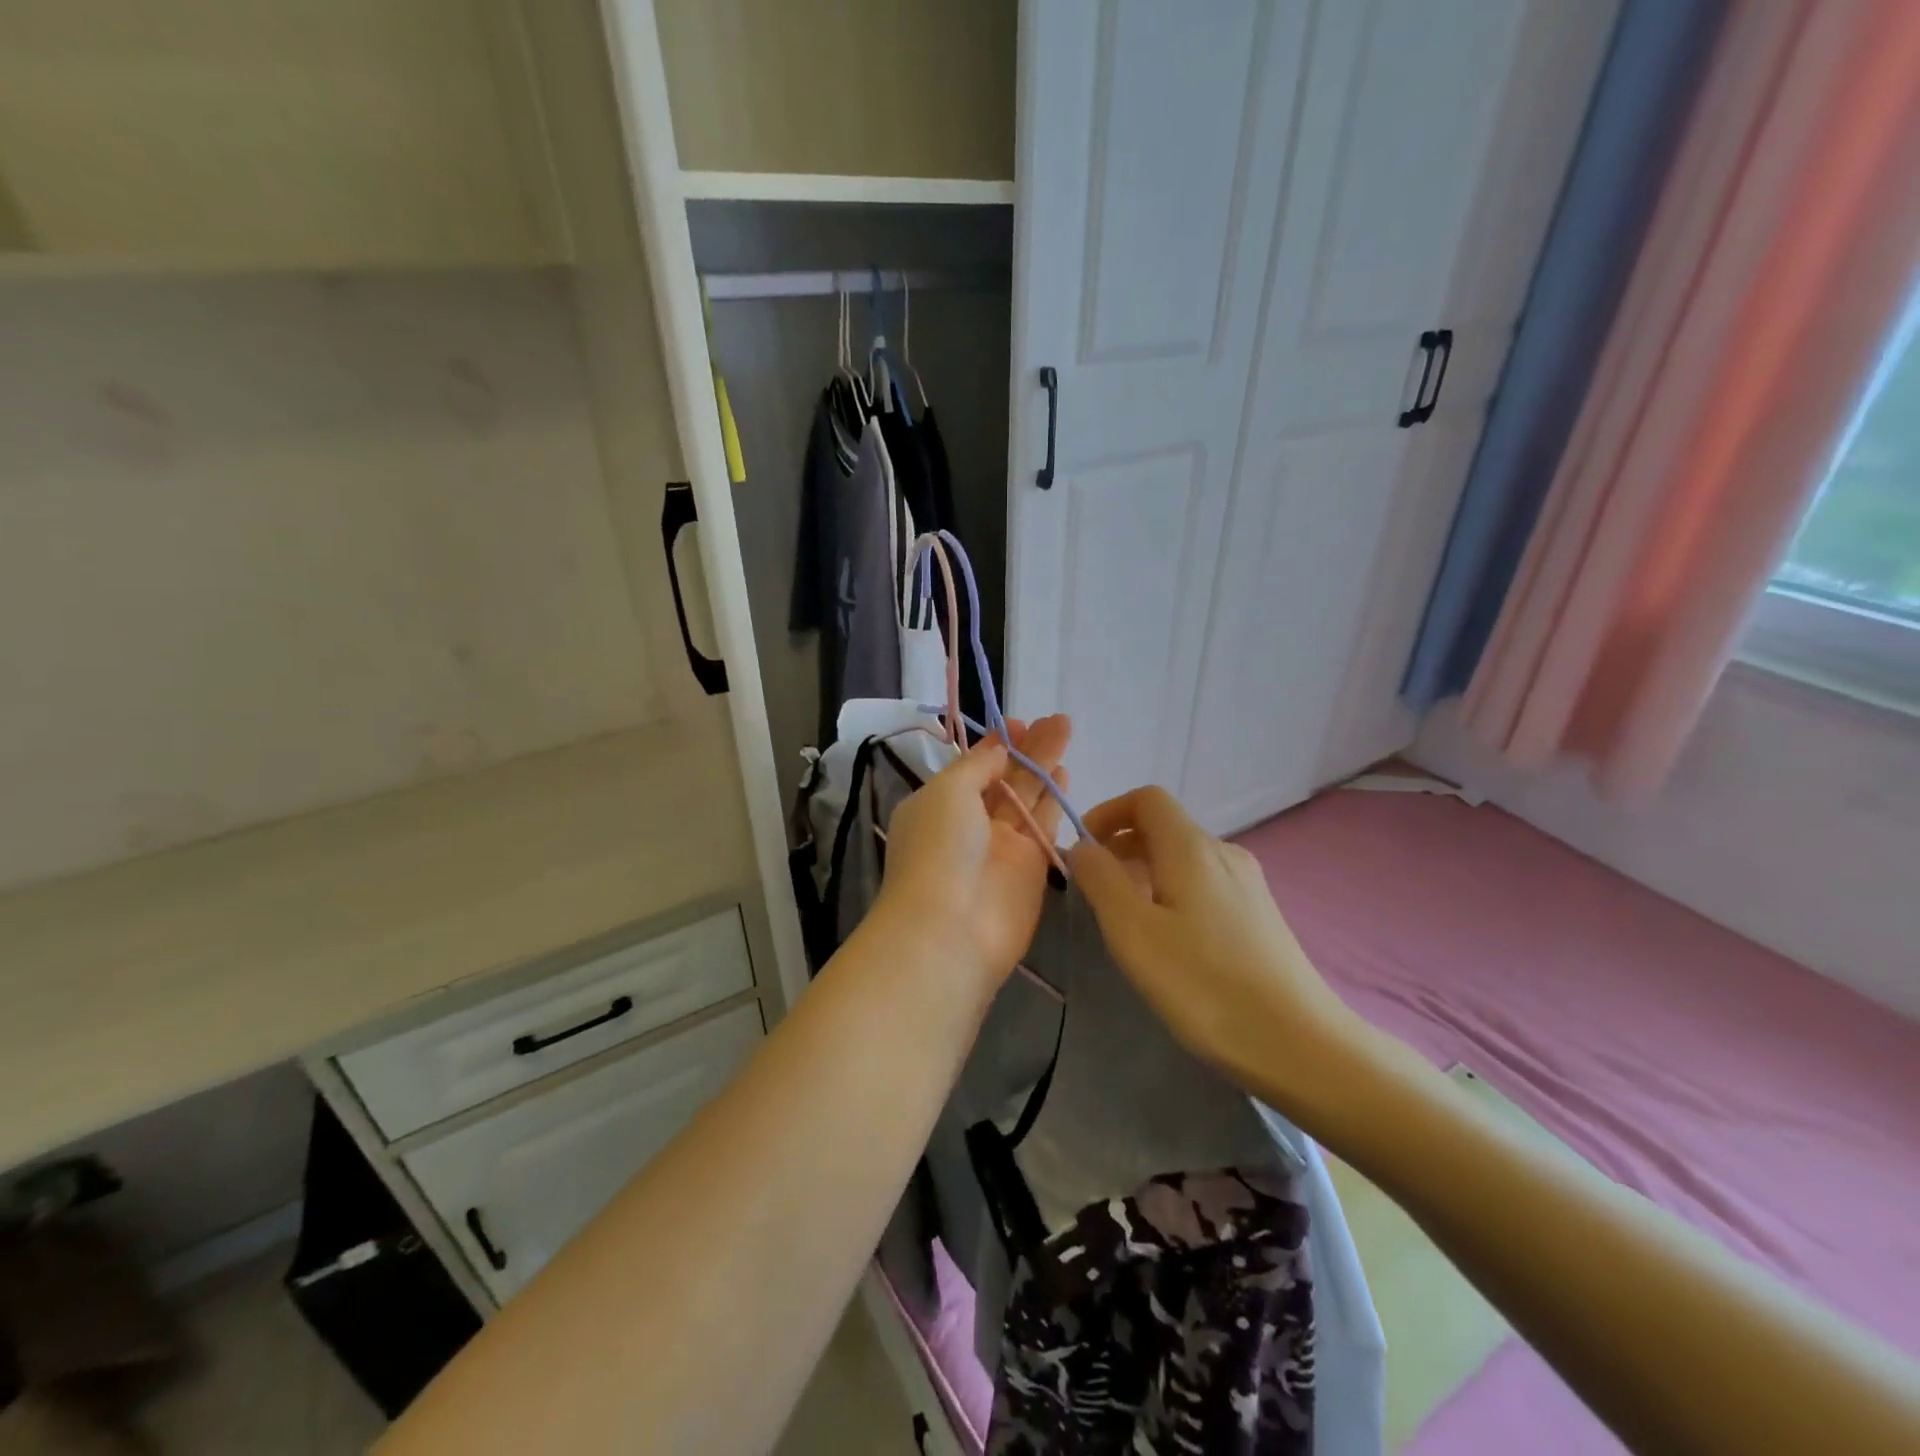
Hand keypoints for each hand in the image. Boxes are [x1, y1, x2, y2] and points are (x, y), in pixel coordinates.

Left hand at [872, 716, 1071, 994]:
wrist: (952, 929)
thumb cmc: (939, 849)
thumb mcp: (947, 792)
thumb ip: (977, 766)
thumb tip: (997, 748)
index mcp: (940, 804)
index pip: (973, 767)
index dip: (996, 744)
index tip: (1019, 721)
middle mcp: (970, 823)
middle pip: (1005, 778)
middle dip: (1028, 748)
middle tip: (1056, 719)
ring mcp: (1002, 846)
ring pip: (1028, 797)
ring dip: (1045, 765)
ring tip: (1065, 731)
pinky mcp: (1031, 868)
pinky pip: (1044, 826)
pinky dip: (1054, 800)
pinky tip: (1066, 774)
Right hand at [1066, 786, 1363, 1101]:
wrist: (1299, 1044)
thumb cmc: (1203, 984)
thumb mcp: (1133, 931)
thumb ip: (1100, 879)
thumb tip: (1084, 846)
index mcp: (1192, 847)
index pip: (1147, 799)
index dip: (1108, 813)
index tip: (1084, 851)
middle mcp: (1224, 853)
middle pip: (1165, 827)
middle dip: (1122, 846)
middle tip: (1096, 891)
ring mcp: (1248, 884)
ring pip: (1185, 858)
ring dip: (1146, 871)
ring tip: (1129, 920)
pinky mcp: (1261, 915)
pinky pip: (1205, 883)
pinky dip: (1174, 892)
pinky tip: (1171, 941)